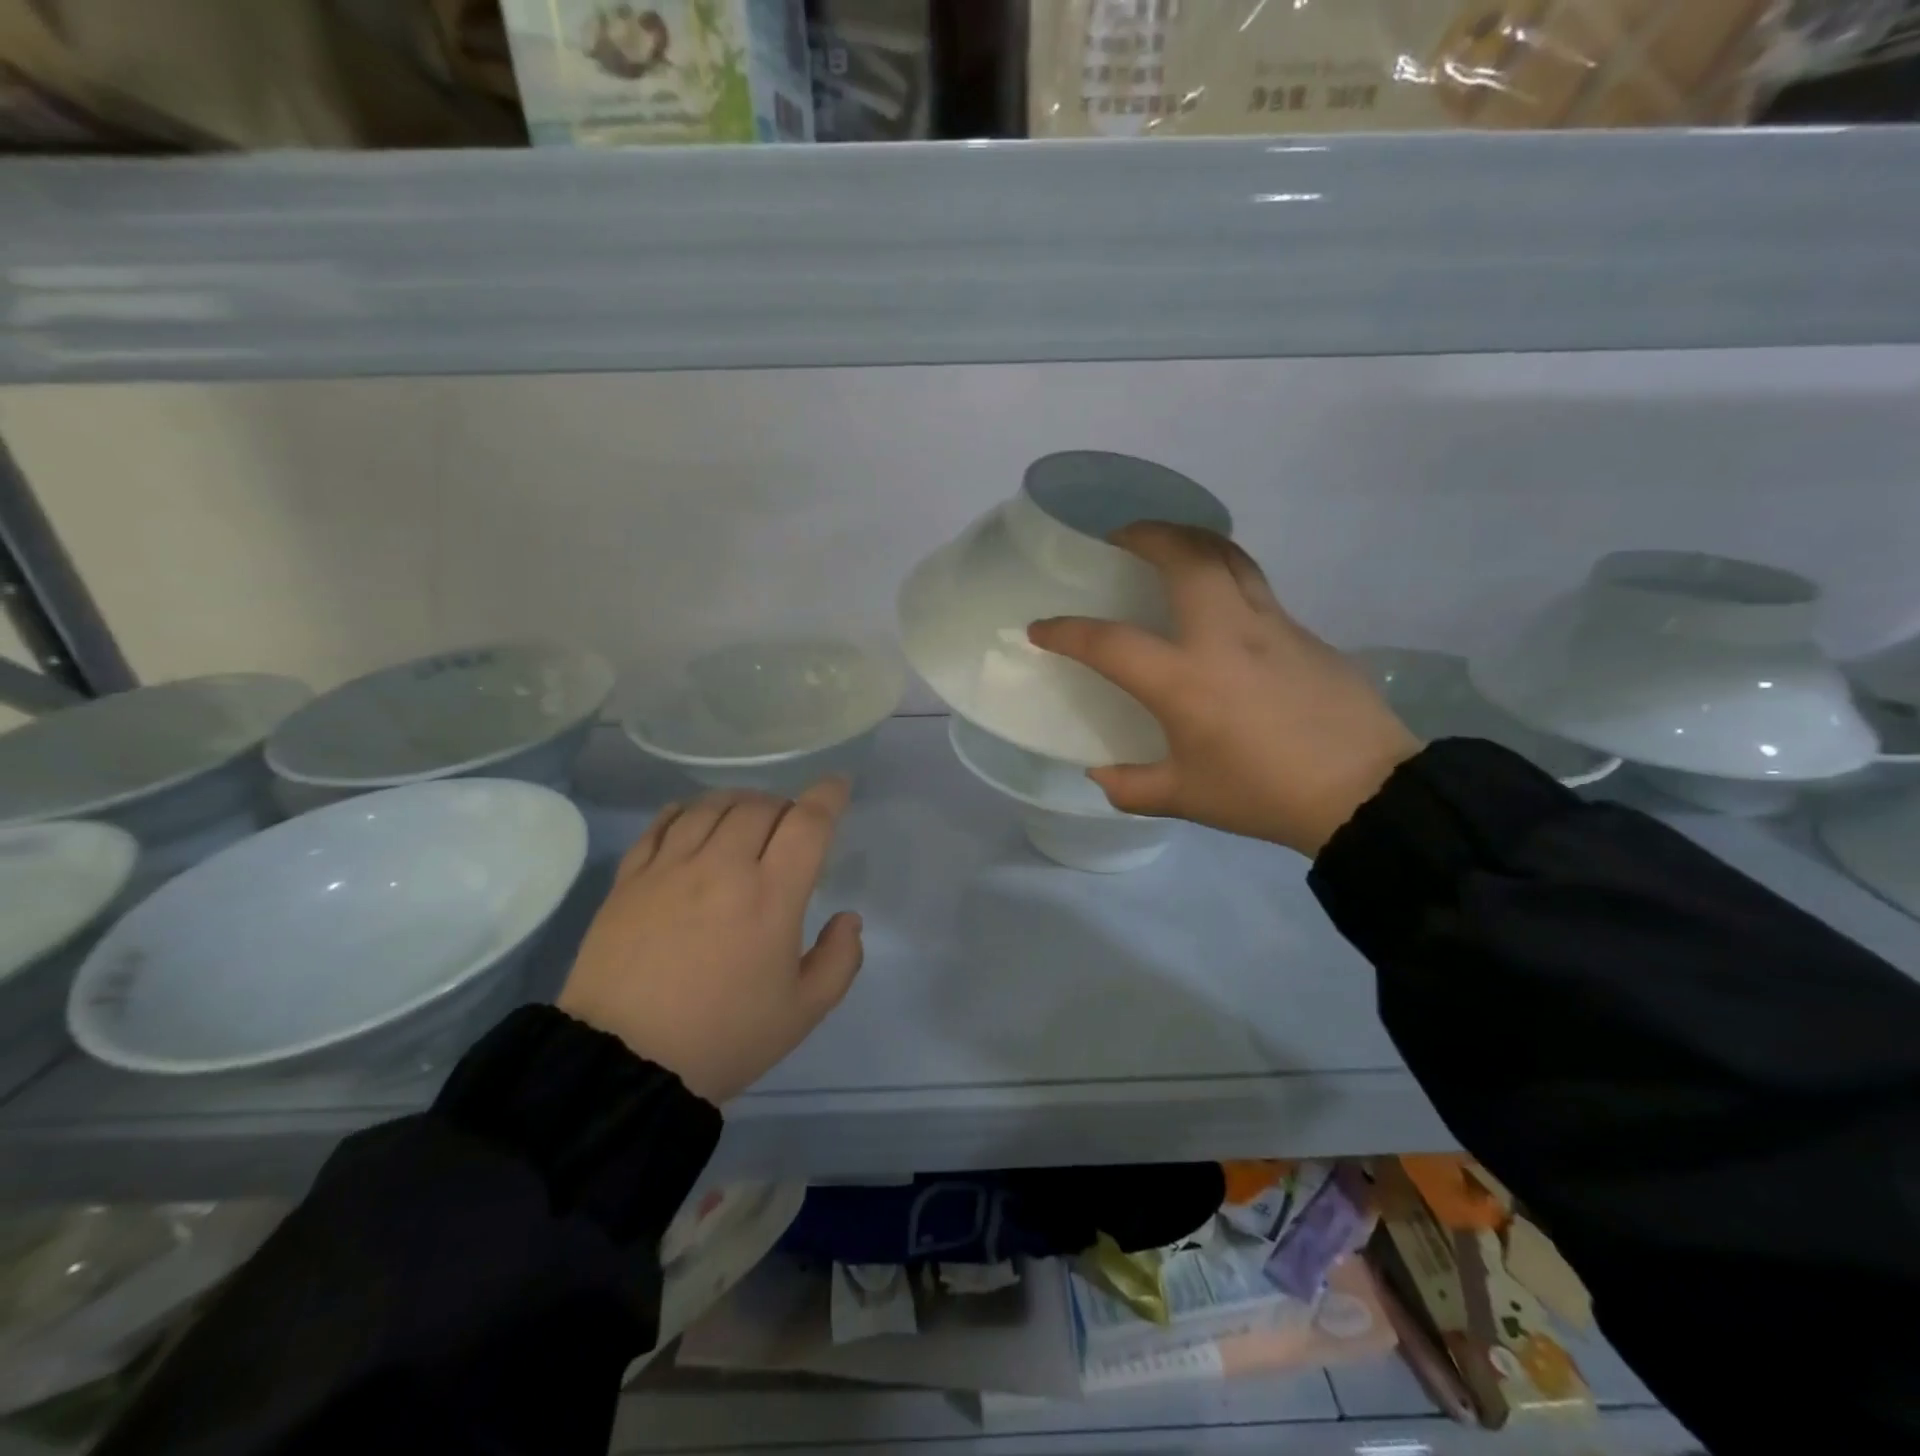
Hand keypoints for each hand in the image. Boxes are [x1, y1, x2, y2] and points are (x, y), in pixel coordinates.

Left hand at [557, 779, 863, 1104]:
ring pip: (712, 806)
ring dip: (741, 802)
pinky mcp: (630, 879)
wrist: (622, 1066)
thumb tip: (848, 918)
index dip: (829, 796)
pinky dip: (688, 811)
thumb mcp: (803, 1012)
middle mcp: (722, 866)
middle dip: (786, 807)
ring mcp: (670, 868)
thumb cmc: (724, 1039)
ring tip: (747, 820)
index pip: (808, 823)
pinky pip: (663, 823)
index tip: (839, 786)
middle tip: (791, 828)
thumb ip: (839, 960)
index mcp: (771, 895)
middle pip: (761, 805)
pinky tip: (695, 821)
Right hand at [1028, 523, 1420, 856]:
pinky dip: (1225, 574)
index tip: (1041, 628)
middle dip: (1144, 535)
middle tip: (1120, 538)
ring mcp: (1269, 625)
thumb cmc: (1263, 794)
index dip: (1066, 632)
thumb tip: (1100, 772)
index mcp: (1184, 680)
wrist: (1364, 792)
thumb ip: (1130, 787)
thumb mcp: (1185, 798)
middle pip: (1183, 557)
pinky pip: (1255, 585)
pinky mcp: (1302, 631)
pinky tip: (1218, 601)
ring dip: (1190, 539)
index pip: (1108, 642)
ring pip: (1227, 556)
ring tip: (1168, 545)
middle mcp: (1223, 636)